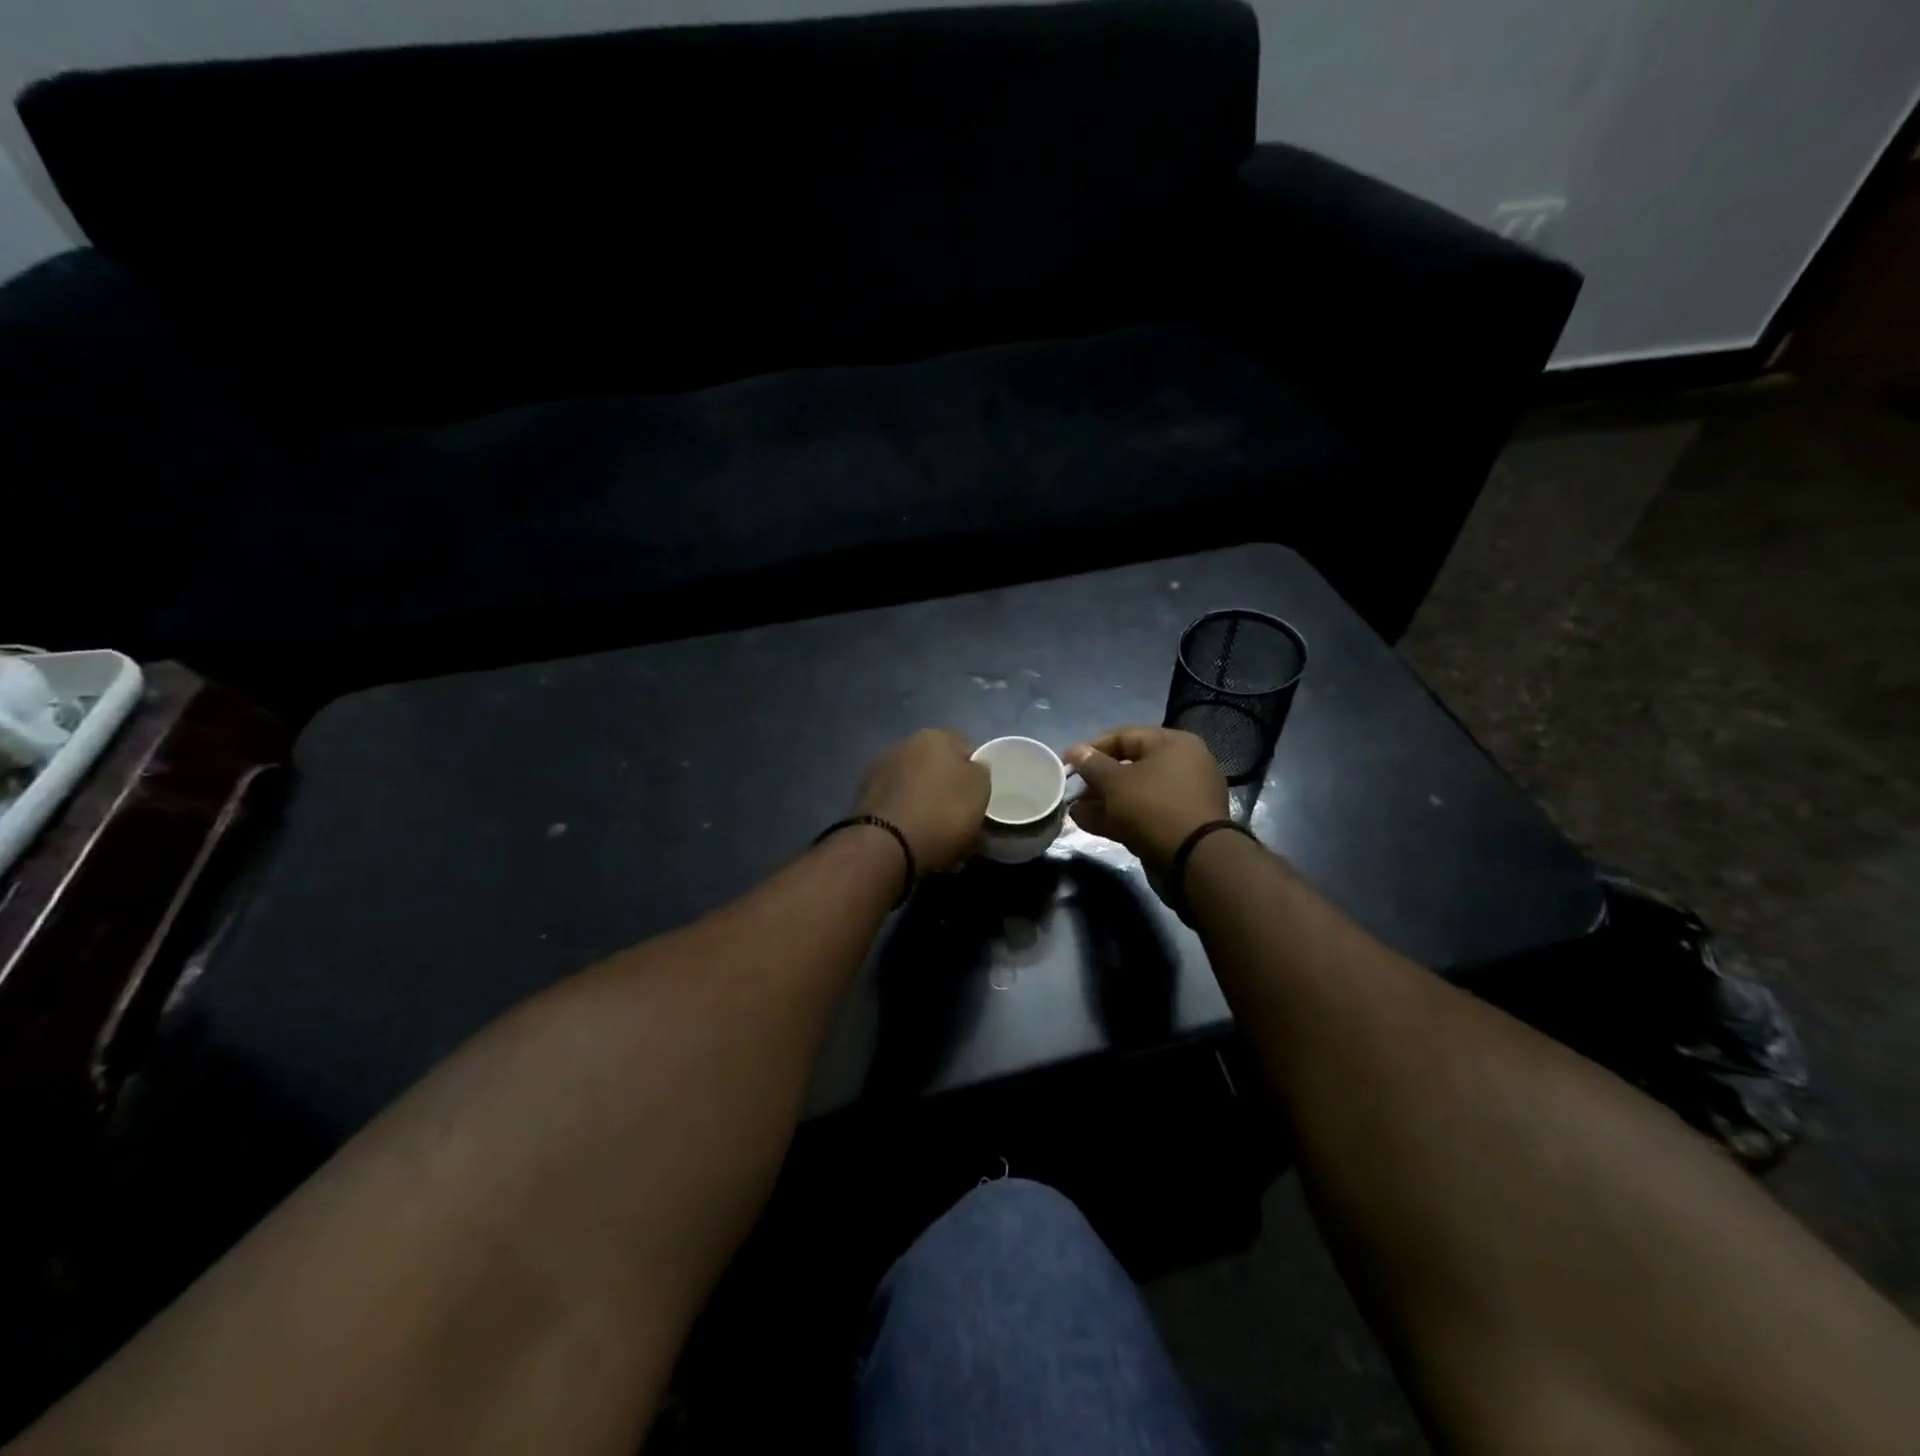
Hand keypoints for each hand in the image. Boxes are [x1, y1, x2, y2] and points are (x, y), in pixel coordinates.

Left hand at [852, 729, 990, 874]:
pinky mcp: (862, 797)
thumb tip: (972, 766)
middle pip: (936, 766)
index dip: (974, 772)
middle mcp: (904, 744)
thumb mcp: (980, 791)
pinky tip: (913, 839)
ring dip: (925, 803)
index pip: (964, 746)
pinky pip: (897, 805)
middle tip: (959, 817)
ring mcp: (879, 769)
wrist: (885, 845)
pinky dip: (905, 817)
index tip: (978, 798)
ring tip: (935, 835)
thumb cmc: (941, 813)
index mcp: (935, 736)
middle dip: (946, 788)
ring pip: (915, 786)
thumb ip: (980, 772)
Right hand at [1065, 727, 1227, 867]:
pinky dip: (1117, 817)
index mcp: (1172, 744)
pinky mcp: (1176, 825)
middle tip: (1071, 790)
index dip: (1092, 748)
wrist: (1194, 860)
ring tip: (1074, 810)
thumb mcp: (1115, 782)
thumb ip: (1092, 765)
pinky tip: (1087, 822)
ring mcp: (1180, 798)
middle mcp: (1181, 766)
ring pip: (1134, 793)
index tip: (1067, 763)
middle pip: (1129, 766)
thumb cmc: (1153, 806)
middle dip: (1096, 779)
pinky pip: (1141, 814)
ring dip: (1102, 801)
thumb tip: (1076, 751)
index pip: (1124, 736)